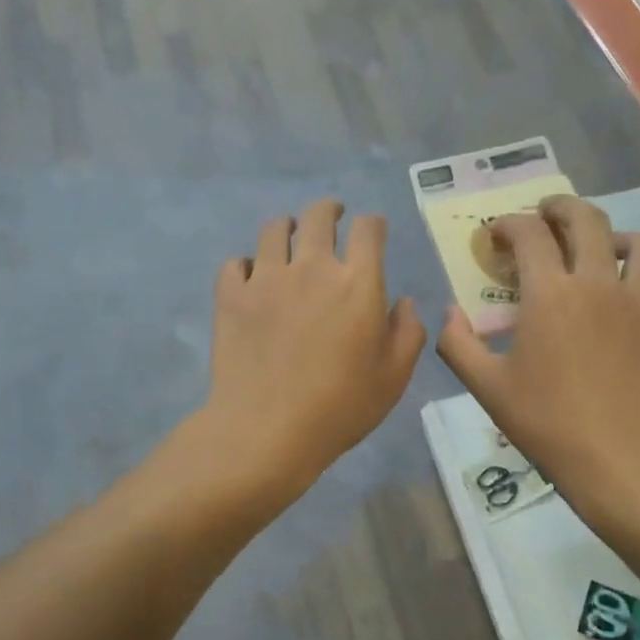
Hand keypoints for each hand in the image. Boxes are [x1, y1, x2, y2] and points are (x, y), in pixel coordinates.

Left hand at [196, 200, 426, 507]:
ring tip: (289, 236)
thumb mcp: (394, 377)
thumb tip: (403, 303)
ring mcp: (266, 278)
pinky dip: (246, 265)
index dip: (373, 224)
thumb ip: (408, 333)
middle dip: (329, 210)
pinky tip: (251, 277)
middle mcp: (312, 267)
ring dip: (287, 228)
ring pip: (274, 230)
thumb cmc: (340, 406)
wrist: (267, 429)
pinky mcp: (231, 296)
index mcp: (357, 282)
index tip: (373, 231)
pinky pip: (235, 263)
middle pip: (319, 216)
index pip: (369, 230)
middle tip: (332, 216)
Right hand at [437, 195, 639, 534]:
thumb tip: (448, 312)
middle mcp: (598, 282)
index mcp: (550, 294)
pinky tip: (628, 291)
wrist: (622, 459)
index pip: (529, 234)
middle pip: (585, 219)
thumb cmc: (548, 423)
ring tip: (599, 247)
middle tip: (545, 214)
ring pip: (638, 242)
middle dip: (559, 208)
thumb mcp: (487, 388)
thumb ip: (458, 343)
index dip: (507, 225)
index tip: (495, 236)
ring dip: (612, 234)